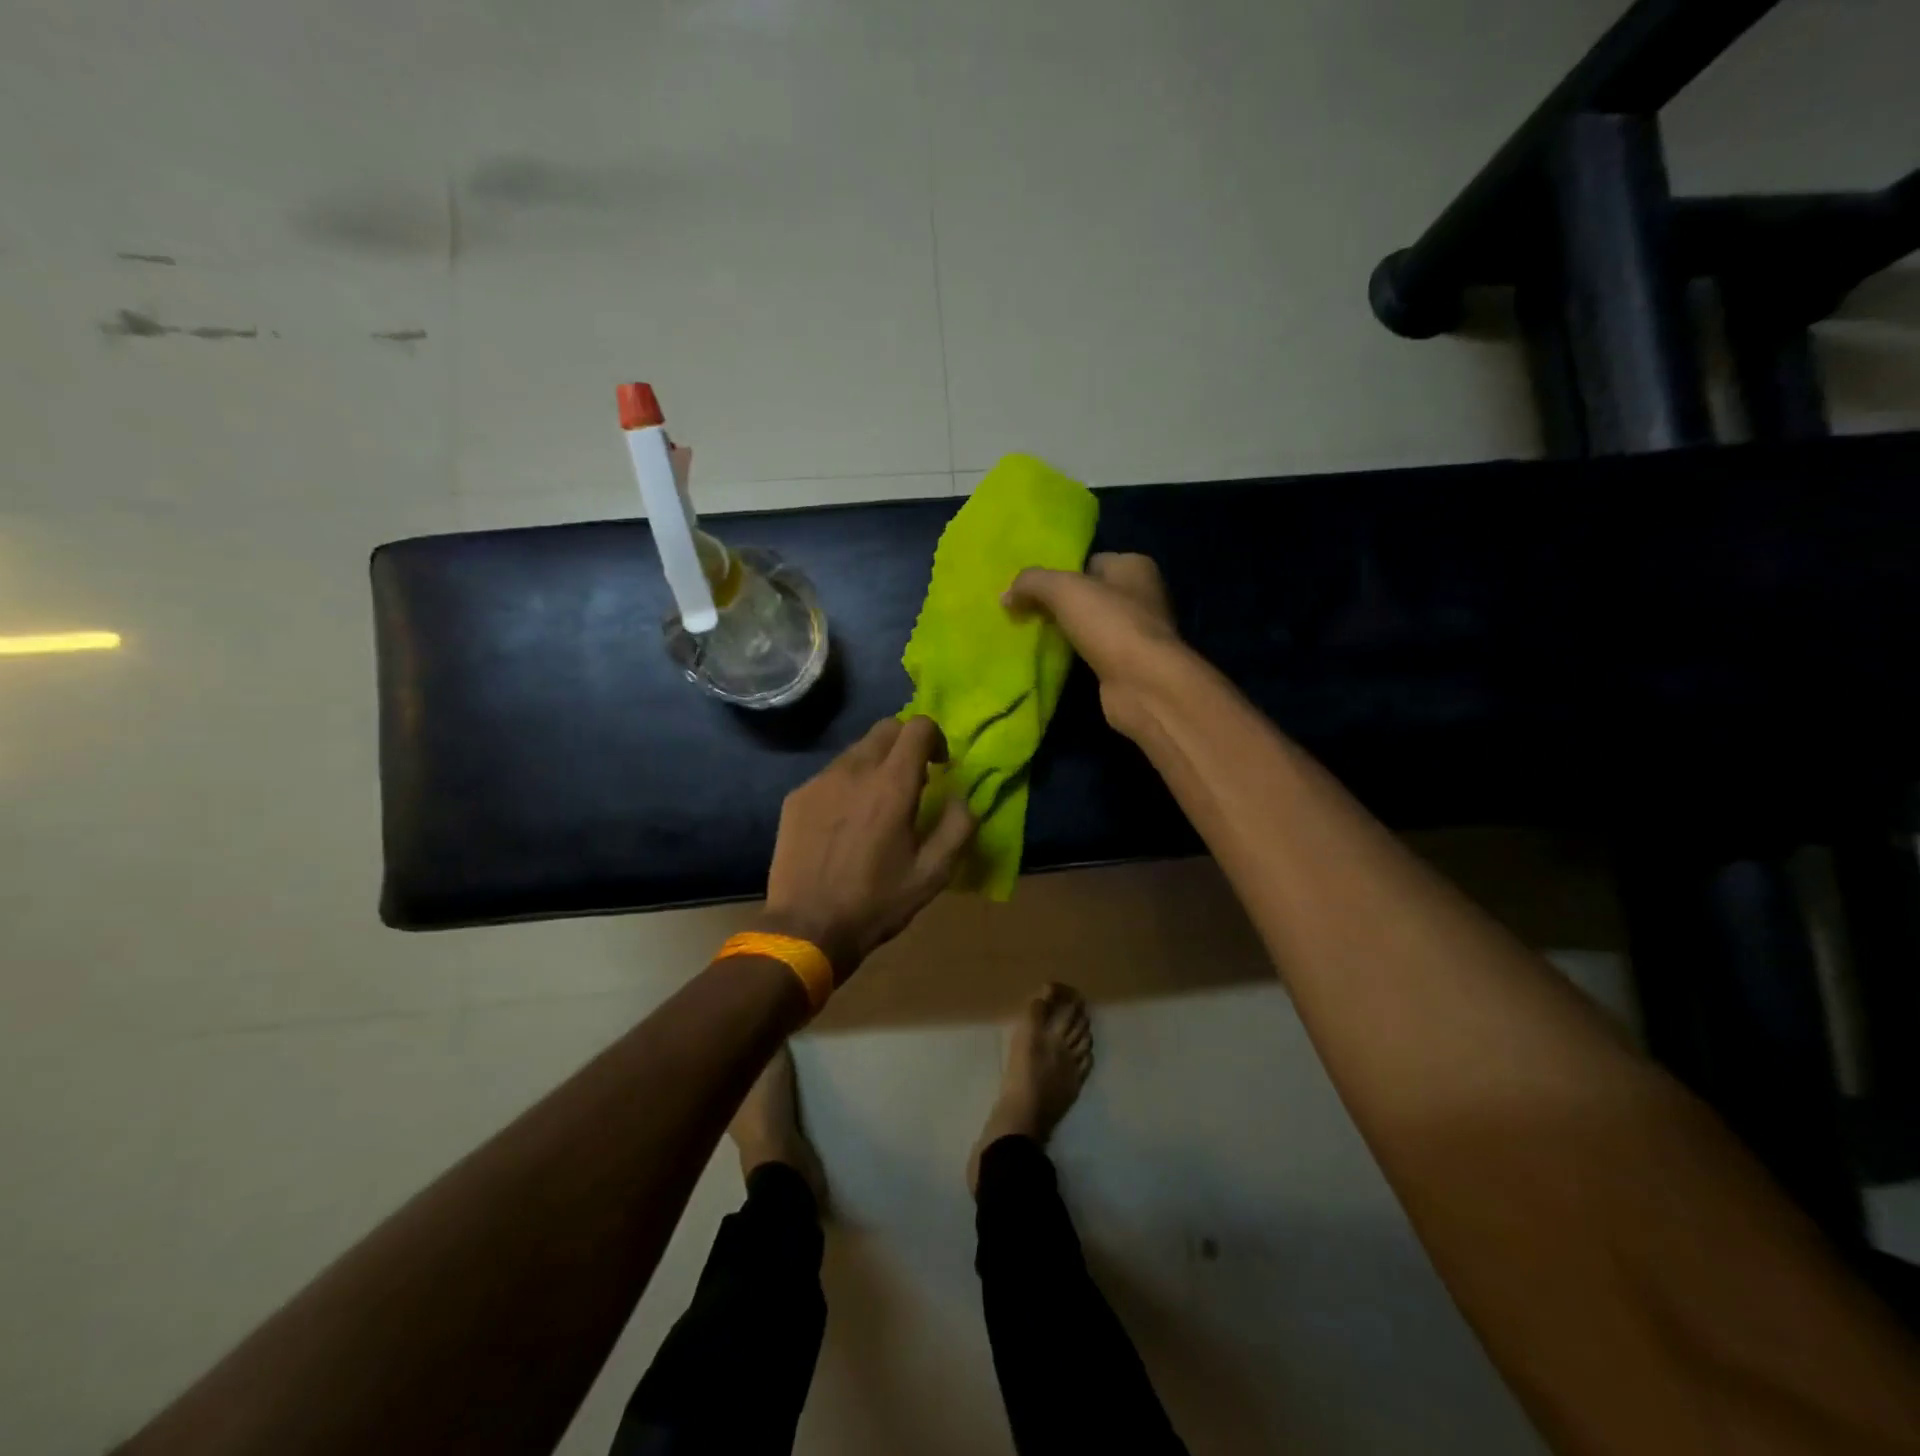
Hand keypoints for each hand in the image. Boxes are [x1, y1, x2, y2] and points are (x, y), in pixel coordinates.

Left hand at [762, 716, 975, 980]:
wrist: (807, 928)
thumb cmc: (876, 903)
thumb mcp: (933, 874)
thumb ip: (957, 827)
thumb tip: (961, 798)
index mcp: (892, 785)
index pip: (918, 727)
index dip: (935, 738)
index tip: (939, 766)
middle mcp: (854, 771)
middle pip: (886, 729)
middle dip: (905, 745)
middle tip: (912, 781)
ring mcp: (820, 781)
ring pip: (856, 751)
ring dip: (875, 764)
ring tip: (876, 805)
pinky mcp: (797, 797)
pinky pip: (830, 774)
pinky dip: (847, 784)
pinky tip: (845, 822)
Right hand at [1004, 552, 1181, 733]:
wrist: (1143, 684)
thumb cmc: (1110, 624)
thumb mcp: (1063, 589)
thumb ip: (1031, 583)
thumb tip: (1005, 595)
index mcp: (1134, 567)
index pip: (1090, 561)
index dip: (1060, 572)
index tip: (1031, 588)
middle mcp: (1142, 596)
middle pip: (1089, 594)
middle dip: (1059, 604)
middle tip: (1026, 612)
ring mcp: (1137, 633)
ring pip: (1090, 625)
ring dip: (1066, 632)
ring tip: (1032, 636)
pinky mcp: (1128, 665)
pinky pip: (1093, 653)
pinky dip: (1075, 656)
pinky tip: (1053, 660)